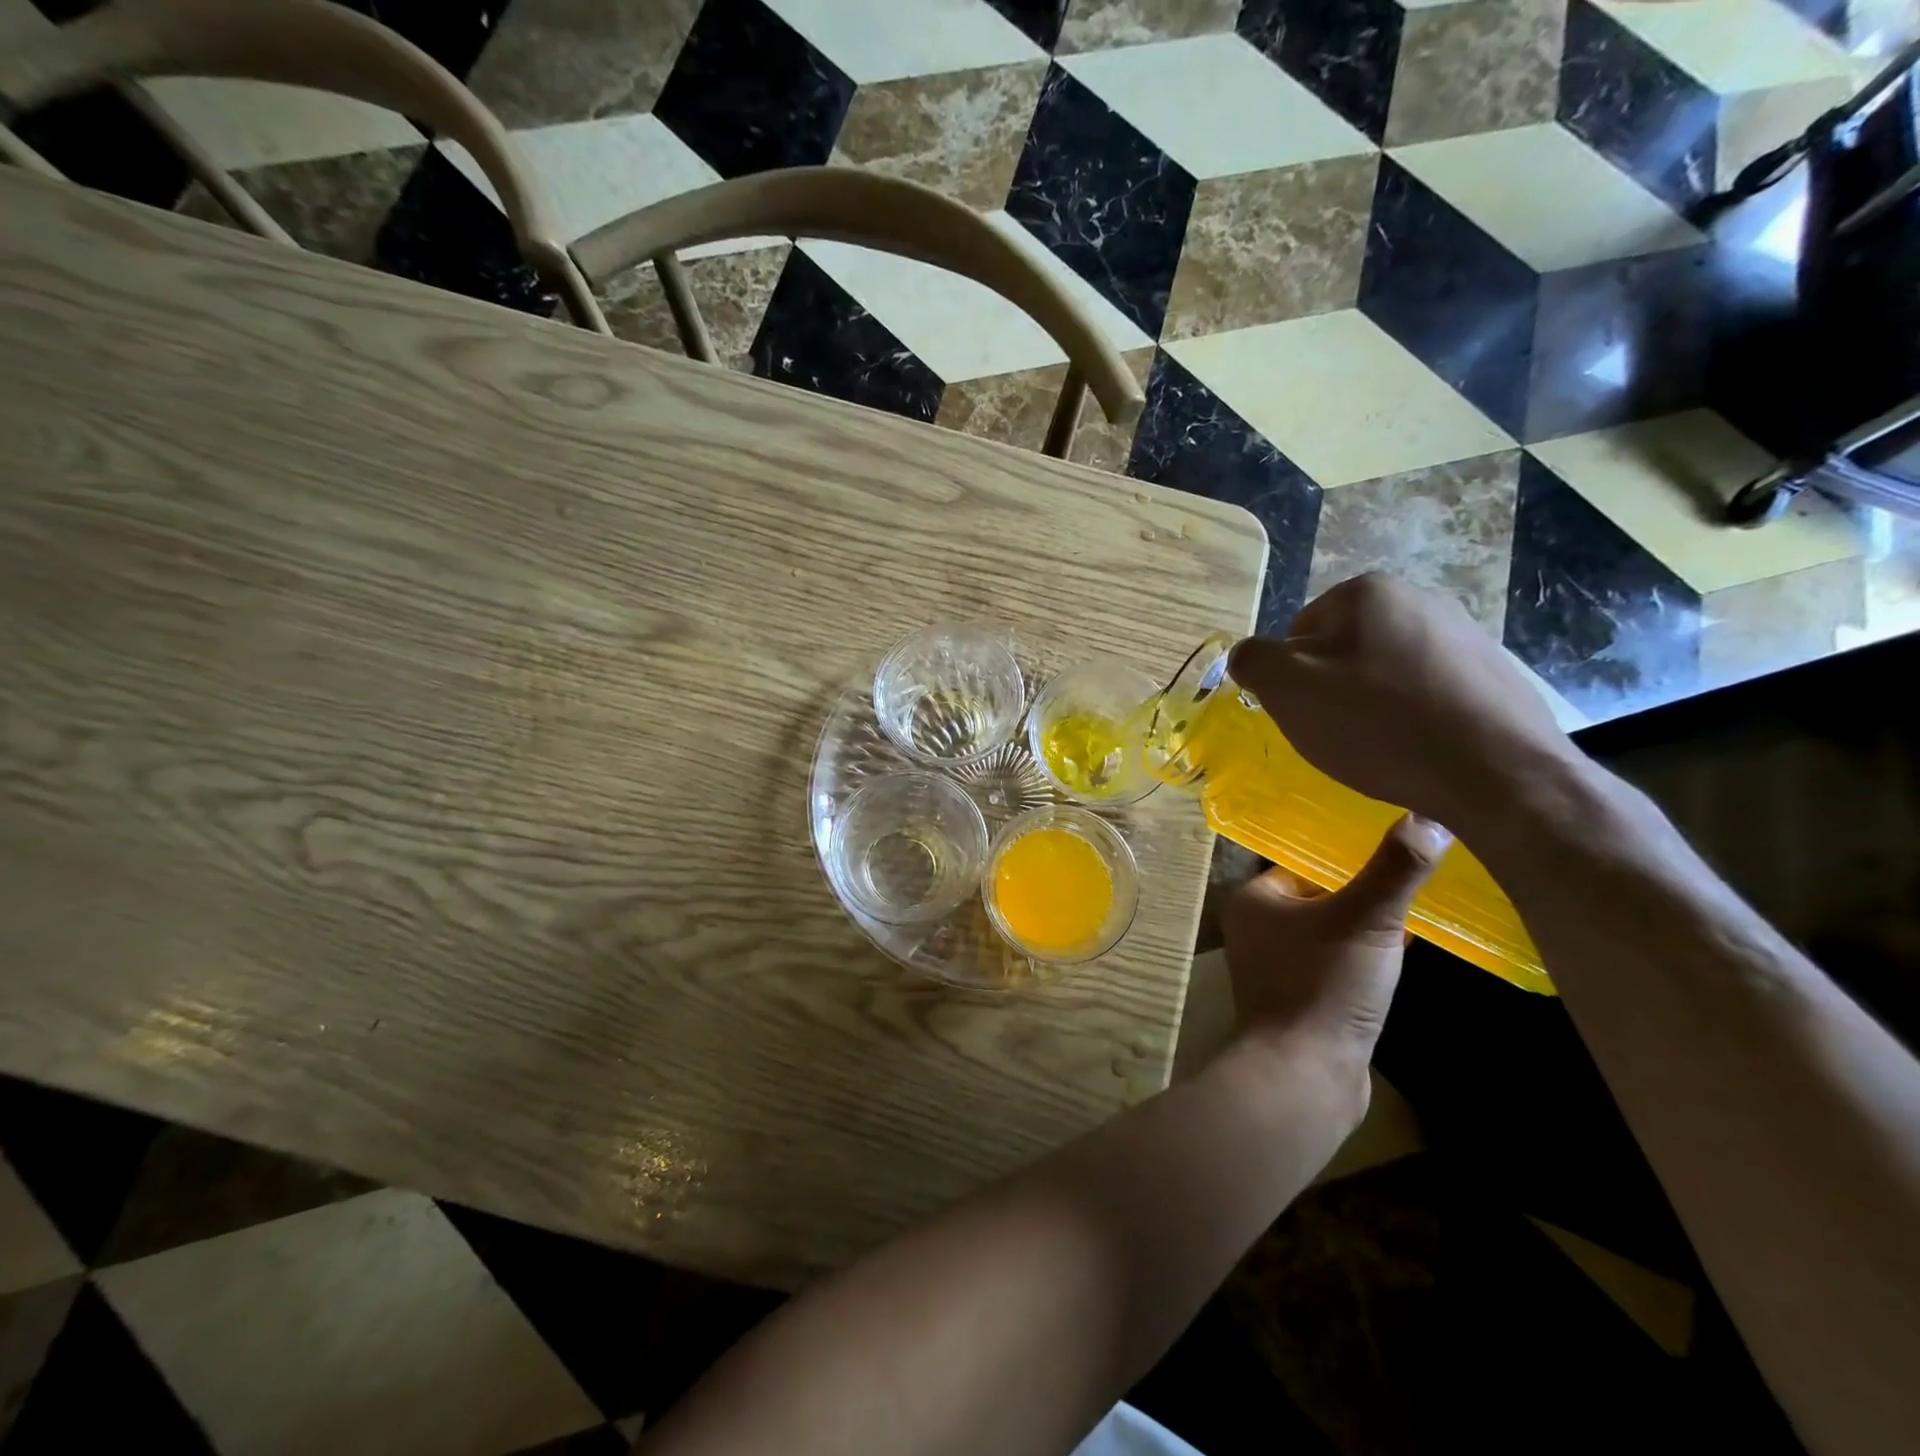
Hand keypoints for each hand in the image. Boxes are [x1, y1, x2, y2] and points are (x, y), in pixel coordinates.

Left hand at [1223, 815, 1449, 1068]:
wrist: (1306, 1073)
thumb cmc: (1325, 984)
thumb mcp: (1366, 919)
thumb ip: (1395, 869)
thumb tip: (1428, 816)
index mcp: (1255, 900)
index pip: (1305, 863)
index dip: (1349, 857)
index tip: (1395, 849)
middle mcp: (1257, 929)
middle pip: (1321, 896)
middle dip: (1365, 893)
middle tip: (1415, 878)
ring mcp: (1276, 967)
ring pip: (1332, 932)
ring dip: (1369, 927)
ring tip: (1417, 910)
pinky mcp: (1300, 999)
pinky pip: (1337, 964)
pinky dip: (1366, 958)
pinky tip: (1404, 954)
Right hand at [1226, 573, 1578, 834]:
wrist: (1497, 772)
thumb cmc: (1377, 723)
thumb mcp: (1287, 689)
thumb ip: (1253, 660)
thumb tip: (1249, 655)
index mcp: (1367, 592)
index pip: (1298, 632)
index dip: (1292, 677)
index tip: (1306, 713)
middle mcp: (1420, 599)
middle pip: (1344, 650)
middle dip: (1333, 689)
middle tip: (1338, 733)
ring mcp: (1466, 635)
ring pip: (1387, 672)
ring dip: (1373, 704)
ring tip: (1381, 746)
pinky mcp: (1495, 676)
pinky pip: (1430, 694)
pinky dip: (1414, 718)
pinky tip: (1418, 750)